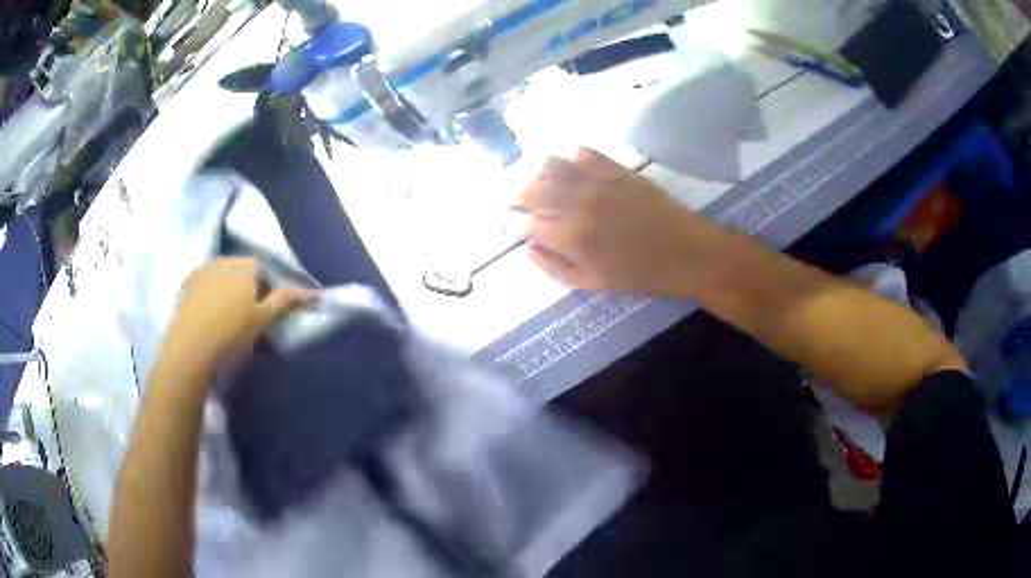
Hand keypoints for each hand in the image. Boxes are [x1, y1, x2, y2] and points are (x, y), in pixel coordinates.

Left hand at [159, 258, 311, 379]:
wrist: (189, 352)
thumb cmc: (231, 336)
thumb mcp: (263, 321)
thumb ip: (285, 302)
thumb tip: (314, 292)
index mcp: (245, 265)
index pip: (264, 269)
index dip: (267, 289)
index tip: (267, 312)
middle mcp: (223, 260)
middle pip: (242, 270)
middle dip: (247, 287)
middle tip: (249, 316)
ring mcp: (201, 271)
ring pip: (222, 276)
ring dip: (228, 290)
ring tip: (228, 318)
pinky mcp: (185, 285)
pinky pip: (204, 284)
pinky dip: (210, 295)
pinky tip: (209, 317)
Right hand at [516, 148, 698, 294]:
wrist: (685, 252)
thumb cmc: (639, 274)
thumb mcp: (593, 283)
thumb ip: (556, 267)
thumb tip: (529, 248)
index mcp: (572, 236)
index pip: (530, 223)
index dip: (521, 225)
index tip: (521, 227)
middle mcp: (578, 202)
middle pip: (533, 188)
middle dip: (522, 196)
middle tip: (525, 203)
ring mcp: (598, 181)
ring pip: (552, 164)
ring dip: (543, 174)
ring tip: (548, 184)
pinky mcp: (616, 168)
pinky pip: (585, 153)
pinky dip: (573, 160)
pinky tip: (576, 171)